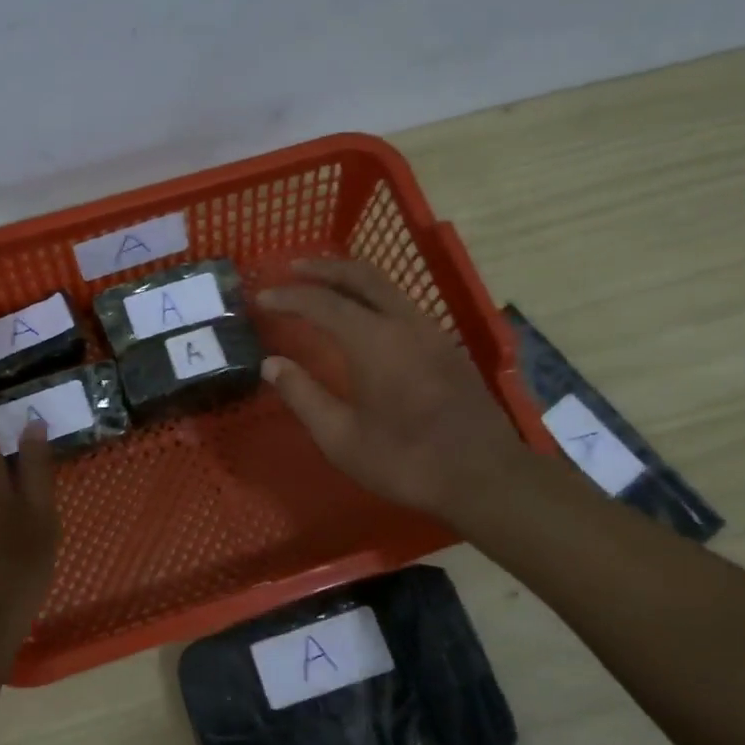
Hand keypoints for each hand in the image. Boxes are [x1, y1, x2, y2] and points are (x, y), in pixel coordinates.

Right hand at [257, 258, 526, 522]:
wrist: (482, 475)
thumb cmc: (404, 461)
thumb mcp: (341, 438)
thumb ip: (303, 395)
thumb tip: (271, 364)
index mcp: (373, 341)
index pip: (322, 303)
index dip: (288, 297)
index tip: (262, 299)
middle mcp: (404, 323)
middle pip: (361, 276)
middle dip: (323, 269)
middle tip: (292, 269)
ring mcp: (431, 332)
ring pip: (387, 287)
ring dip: (351, 280)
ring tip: (323, 287)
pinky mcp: (447, 347)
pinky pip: (403, 306)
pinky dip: (373, 298)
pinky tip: (363, 318)